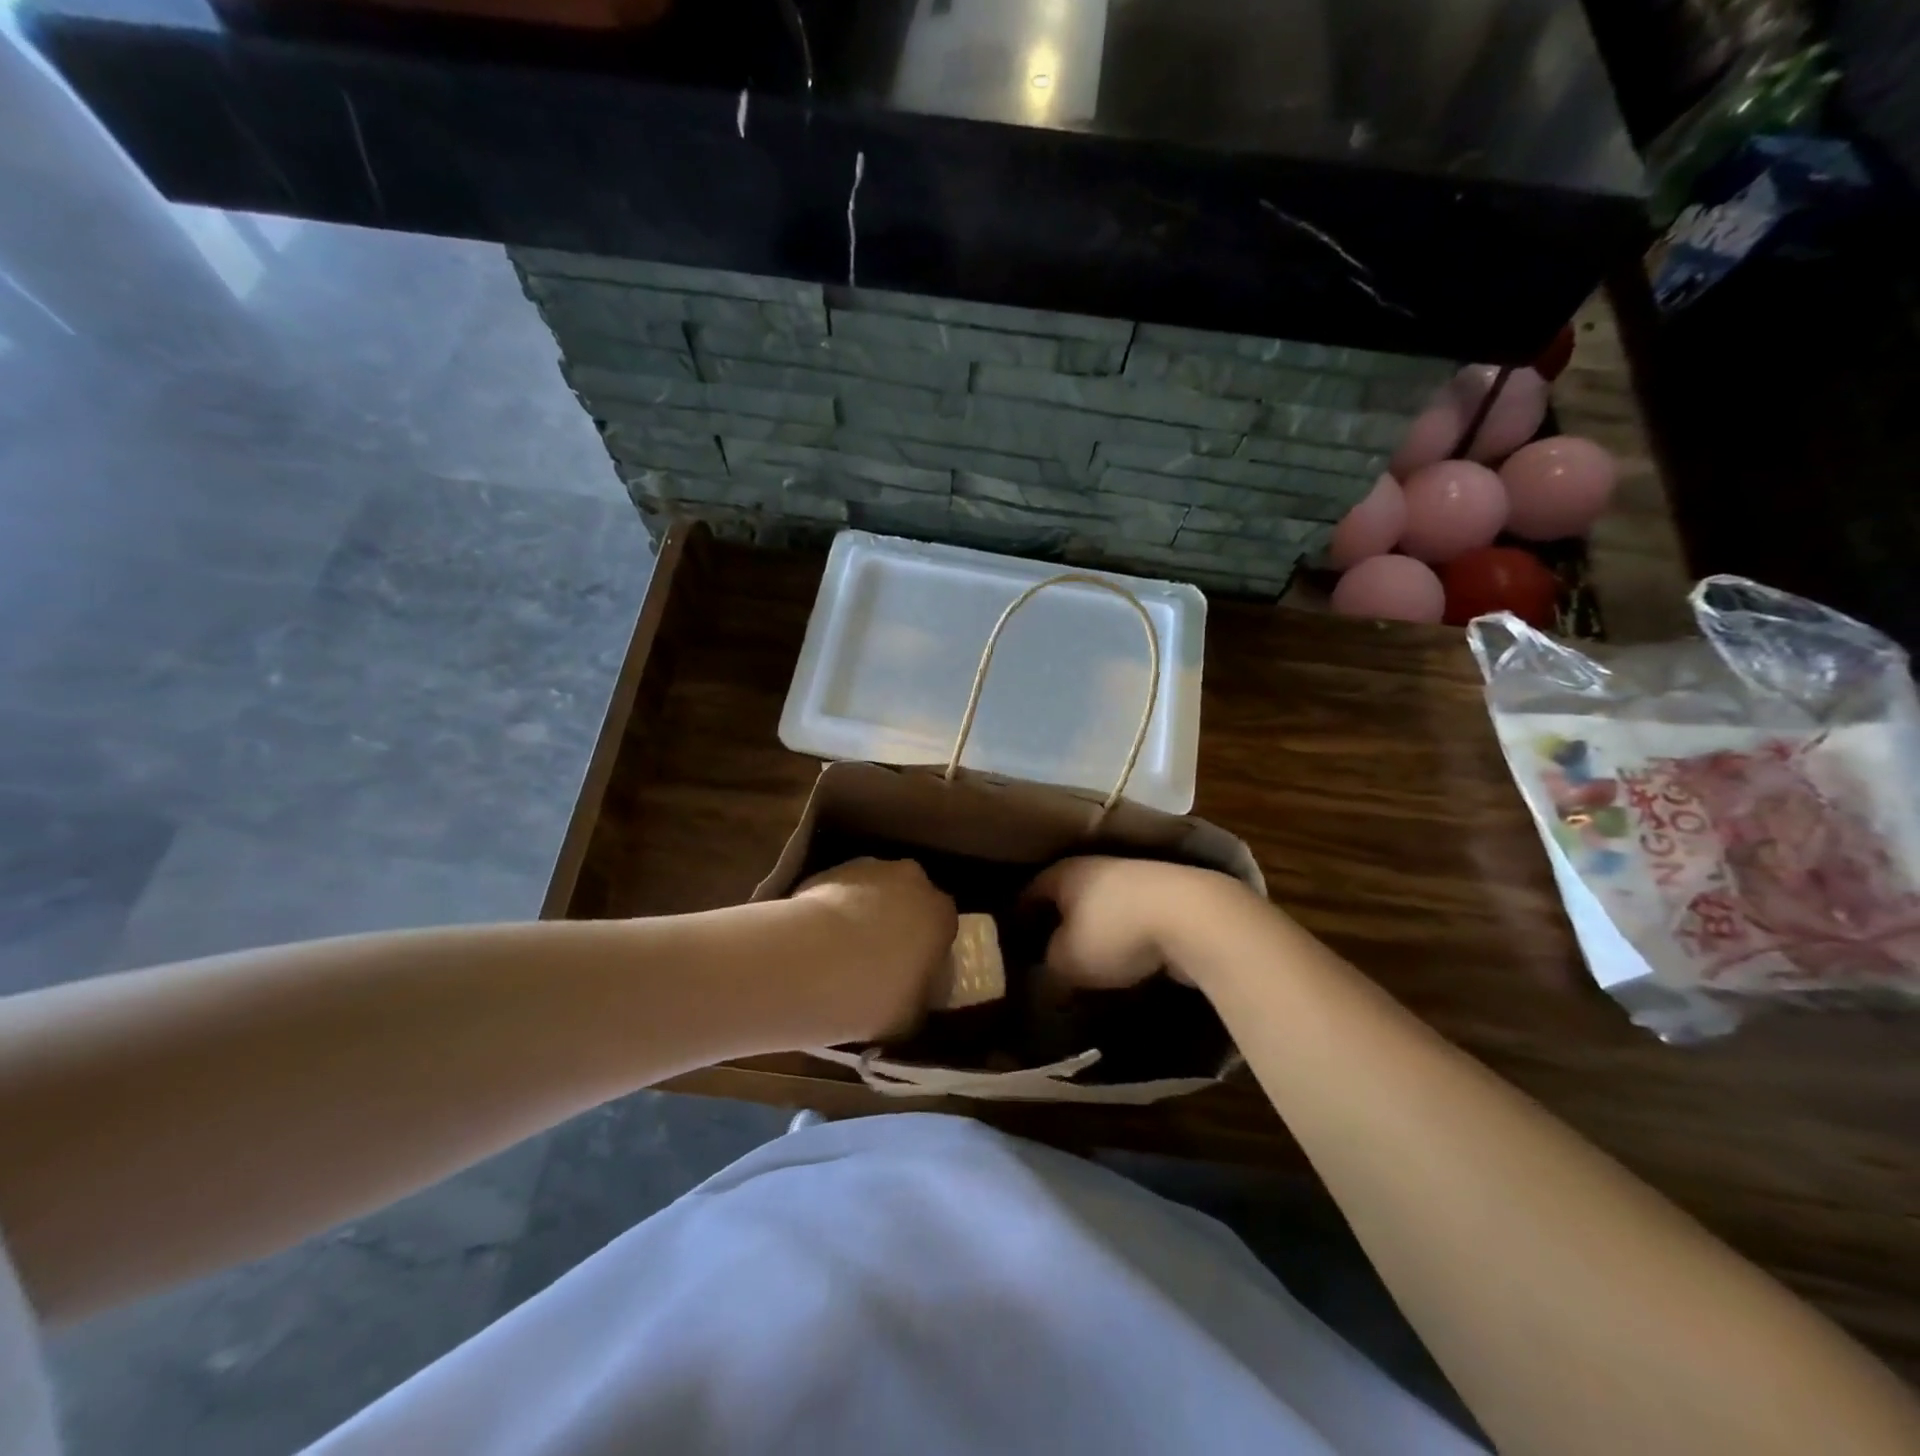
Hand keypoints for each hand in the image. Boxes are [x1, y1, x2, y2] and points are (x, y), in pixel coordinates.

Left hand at [792, 859, 957, 1036]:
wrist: (813, 963)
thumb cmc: (875, 994)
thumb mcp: (911, 1015)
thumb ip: (919, 999)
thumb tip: (913, 998)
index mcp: (941, 914)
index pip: (942, 928)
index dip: (927, 950)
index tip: (911, 973)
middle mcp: (912, 881)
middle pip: (909, 899)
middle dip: (897, 922)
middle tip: (876, 959)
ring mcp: (870, 869)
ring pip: (874, 891)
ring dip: (864, 912)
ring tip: (840, 950)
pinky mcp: (830, 870)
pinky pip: (840, 891)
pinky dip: (834, 909)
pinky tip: (817, 939)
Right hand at [1026, 857, 1243, 990]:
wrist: (1192, 917)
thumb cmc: (1114, 932)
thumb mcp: (1067, 962)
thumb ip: (1048, 972)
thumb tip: (1044, 982)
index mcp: (1063, 873)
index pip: (1028, 892)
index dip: (1017, 918)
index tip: (1010, 944)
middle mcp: (1095, 867)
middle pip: (1066, 898)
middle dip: (1056, 926)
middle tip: (1046, 958)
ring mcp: (1134, 878)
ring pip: (1101, 908)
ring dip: (1094, 933)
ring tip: (1087, 966)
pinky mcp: (1166, 896)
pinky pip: (1132, 918)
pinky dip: (1125, 938)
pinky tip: (1125, 963)